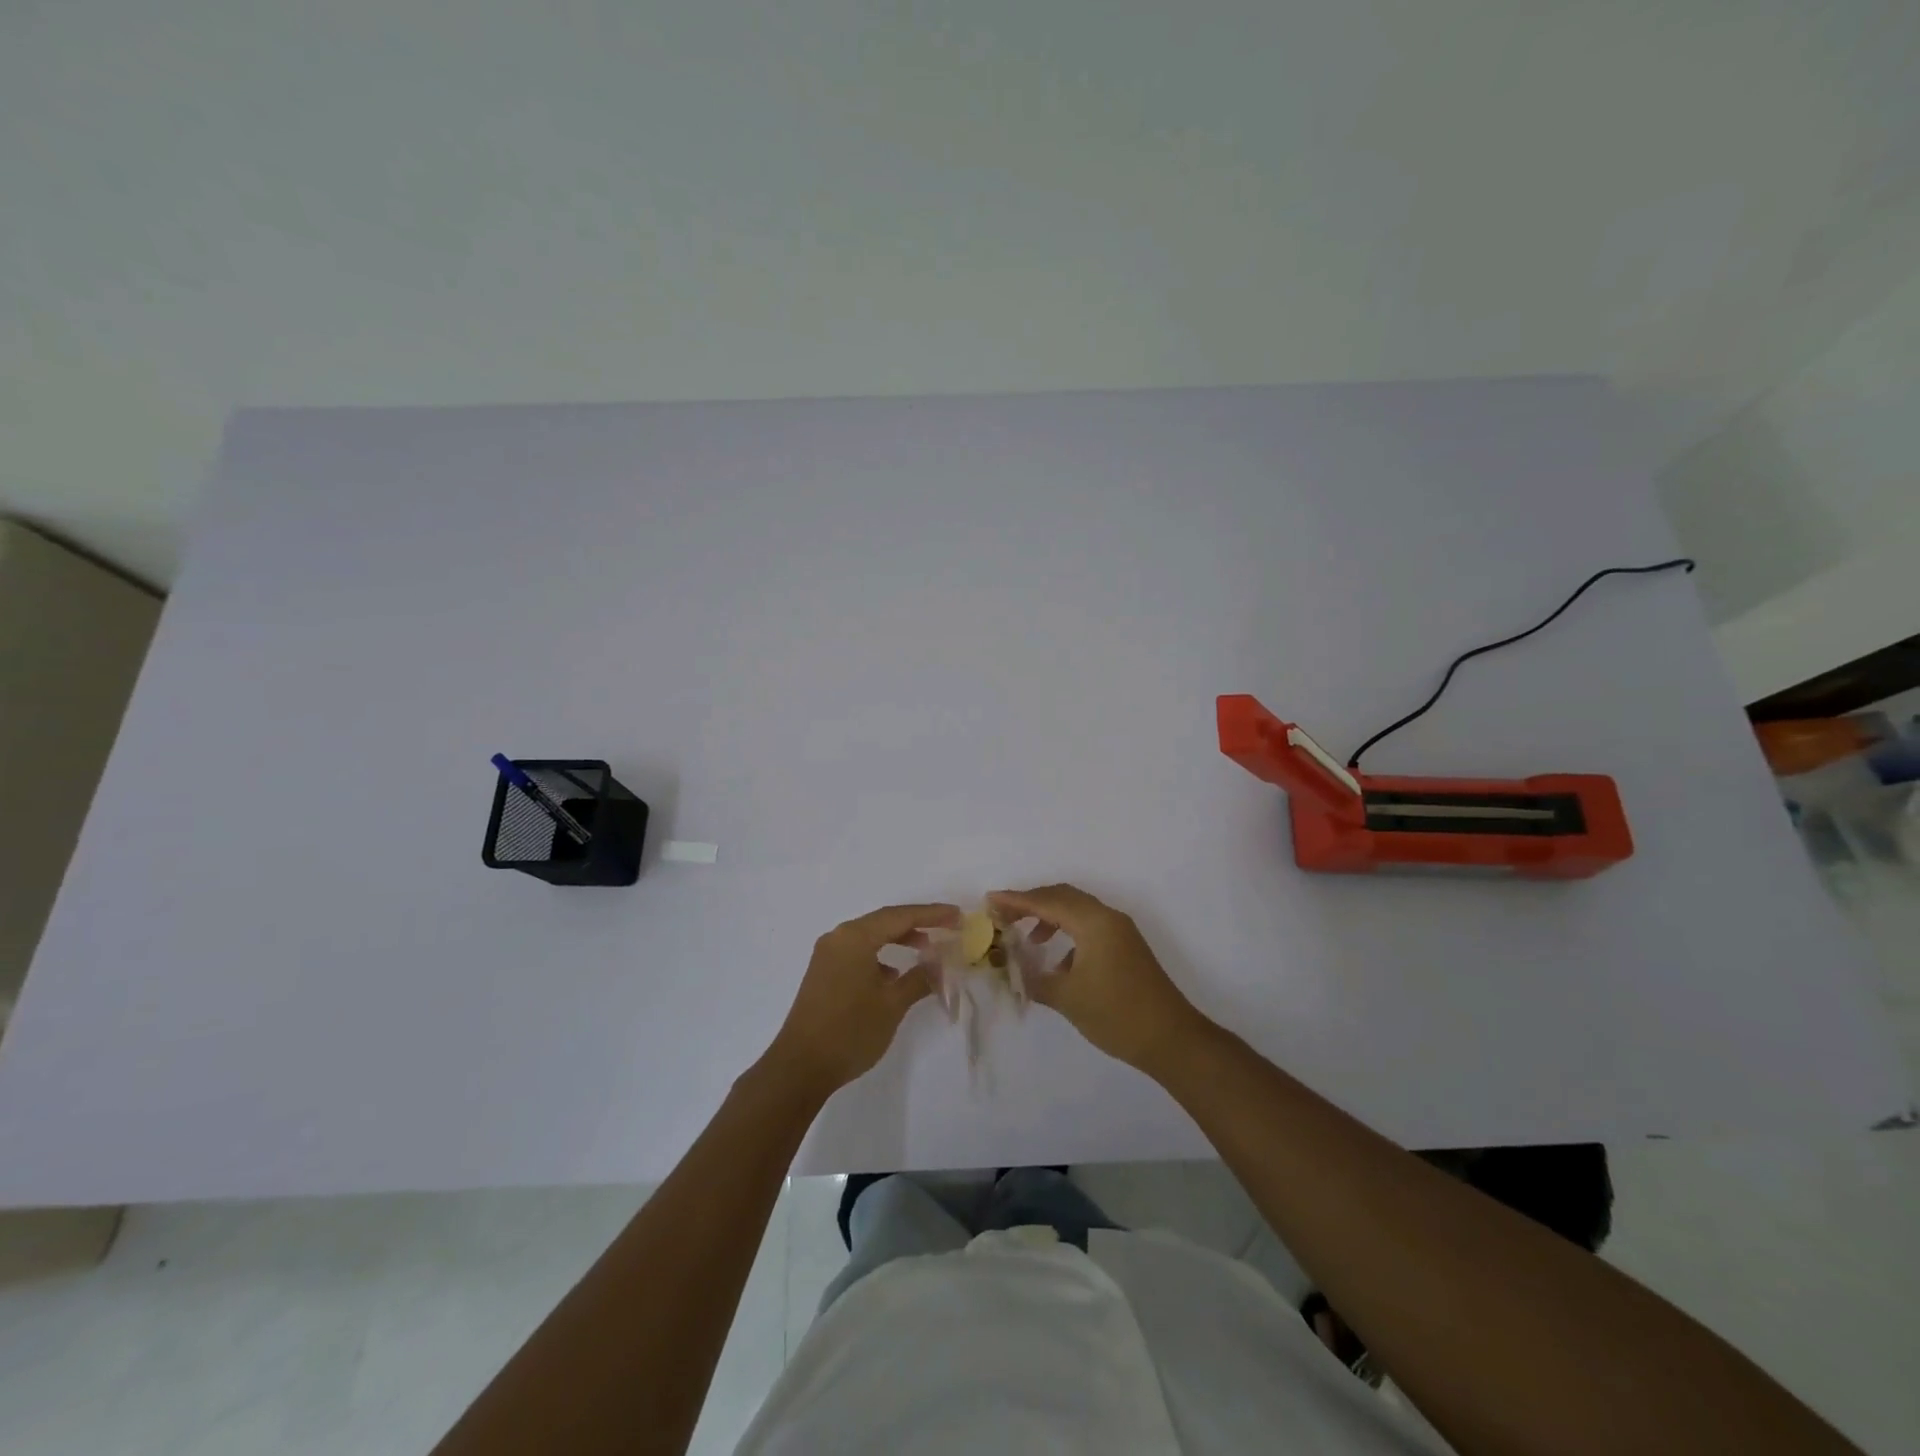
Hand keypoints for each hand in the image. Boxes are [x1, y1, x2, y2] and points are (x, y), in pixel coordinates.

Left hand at [765, 902, 958, 1094]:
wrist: (799, 1067)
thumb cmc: (850, 1031)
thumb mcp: (892, 1005)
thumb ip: (920, 978)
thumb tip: (940, 962)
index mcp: (855, 937)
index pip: (900, 916)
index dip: (932, 914)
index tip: (957, 915)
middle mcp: (838, 938)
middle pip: (884, 921)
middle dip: (917, 924)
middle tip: (947, 927)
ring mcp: (827, 955)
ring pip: (870, 936)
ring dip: (898, 939)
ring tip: (926, 950)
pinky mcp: (823, 973)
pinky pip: (858, 952)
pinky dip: (880, 955)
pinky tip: (894, 975)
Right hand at [989, 884, 1203, 1070]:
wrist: (1171, 1039)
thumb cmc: (1116, 1014)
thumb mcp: (1067, 998)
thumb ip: (1035, 979)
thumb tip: (1014, 971)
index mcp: (1094, 922)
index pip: (1047, 901)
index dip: (1016, 900)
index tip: (990, 901)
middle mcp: (1108, 918)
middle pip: (1063, 897)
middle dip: (1032, 903)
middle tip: (1003, 916)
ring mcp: (1121, 931)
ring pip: (1078, 910)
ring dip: (1050, 917)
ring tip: (1027, 939)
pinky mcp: (1127, 947)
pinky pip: (1090, 927)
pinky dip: (1068, 933)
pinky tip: (1058, 963)